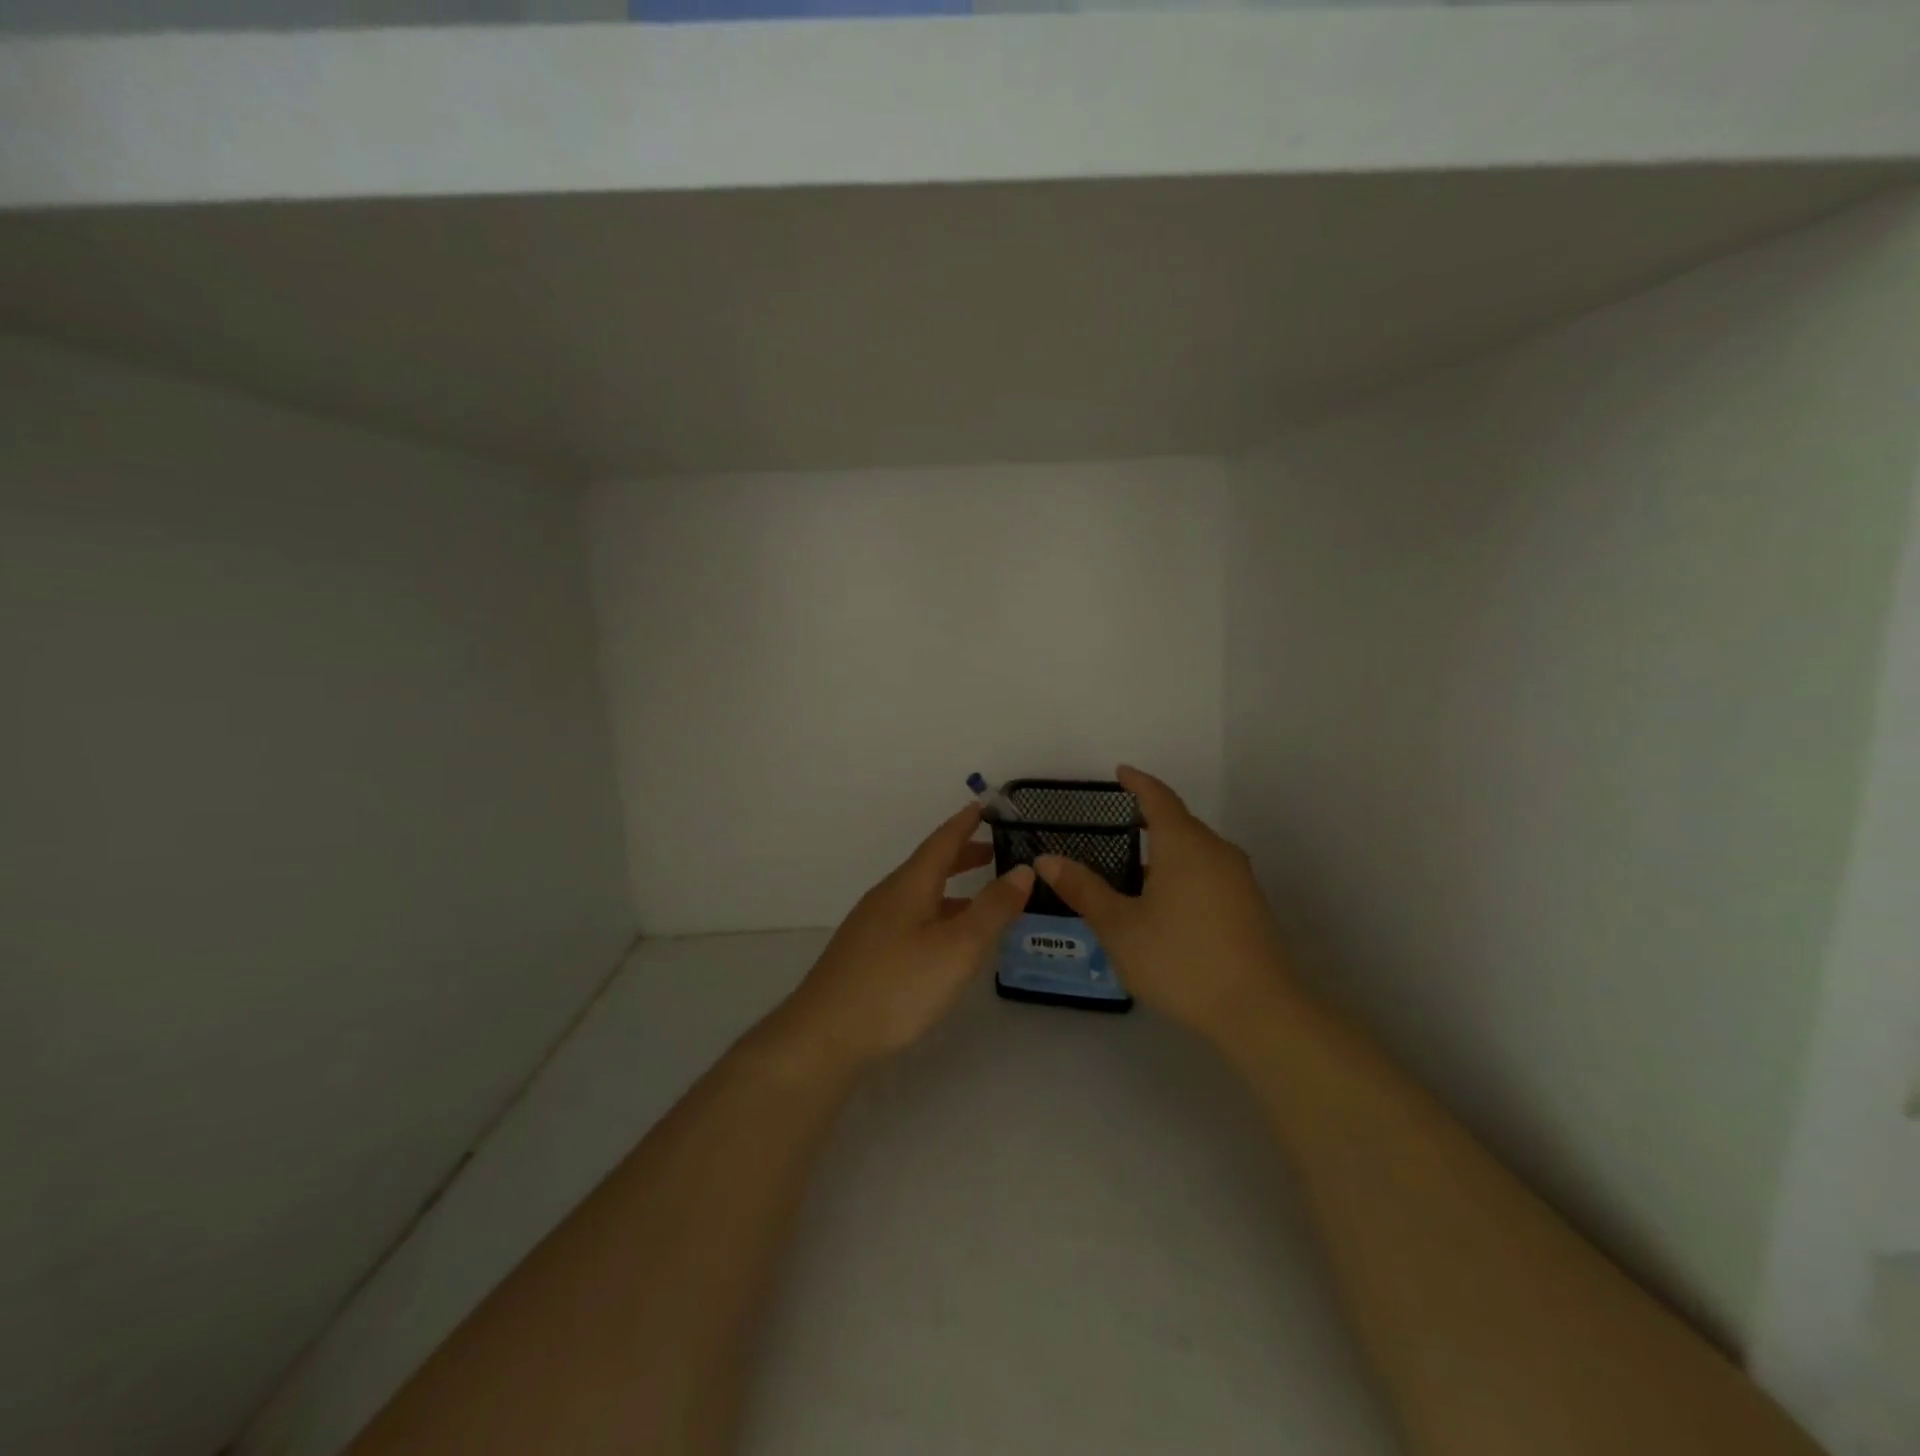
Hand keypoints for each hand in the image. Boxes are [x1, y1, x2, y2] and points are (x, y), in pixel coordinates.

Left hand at [779, 805, 1034, 1068]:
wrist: (824, 1035)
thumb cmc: (897, 986)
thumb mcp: (957, 947)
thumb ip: (992, 909)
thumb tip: (1023, 870)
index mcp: (909, 885)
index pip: (942, 842)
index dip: (965, 823)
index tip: (985, 805)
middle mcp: (888, 896)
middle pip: (929, 866)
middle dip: (962, 856)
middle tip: (994, 852)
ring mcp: (872, 925)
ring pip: (918, 894)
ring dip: (950, 889)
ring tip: (979, 900)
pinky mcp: (865, 953)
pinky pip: (909, 918)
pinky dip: (935, 914)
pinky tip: (943, 942)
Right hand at [1034, 766, 1292, 1046]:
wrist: (1258, 1011)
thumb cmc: (1179, 960)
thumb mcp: (1119, 926)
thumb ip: (1083, 889)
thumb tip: (1046, 860)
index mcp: (1184, 844)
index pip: (1158, 798)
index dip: (1138, 782)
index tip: (1120, 772)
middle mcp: (1216, 851)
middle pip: (1180, 823)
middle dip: (1150, 819)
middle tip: (1118, 828)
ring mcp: (1239, 879)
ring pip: (1197, 850)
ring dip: (1168, 851)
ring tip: (1136, 870)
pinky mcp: (1251, 905)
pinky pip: (1210, 872)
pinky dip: (1185, 873)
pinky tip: (1167, 904)